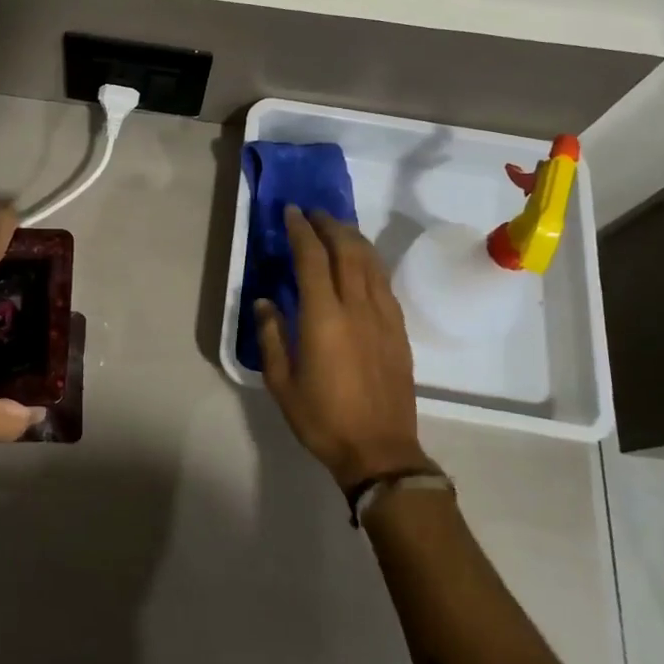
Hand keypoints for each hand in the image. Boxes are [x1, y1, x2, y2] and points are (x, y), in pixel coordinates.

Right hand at [255, 207, 429, 490]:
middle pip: (346, 250)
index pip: (312, 258)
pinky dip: (370, 261)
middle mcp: (356, 307)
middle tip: (313, 213)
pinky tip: (361, 261)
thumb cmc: (322, 419)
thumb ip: (271, 336)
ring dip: (352, 237)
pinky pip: (383, 281)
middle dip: (329, 225)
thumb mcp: (281, 383)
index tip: (291, 212)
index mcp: (323, 317)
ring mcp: (383, 316)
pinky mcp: (398, 329)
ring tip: (337, 227)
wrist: (380, 451)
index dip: (301, 231)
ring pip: (370, 261)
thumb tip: (265, 302)